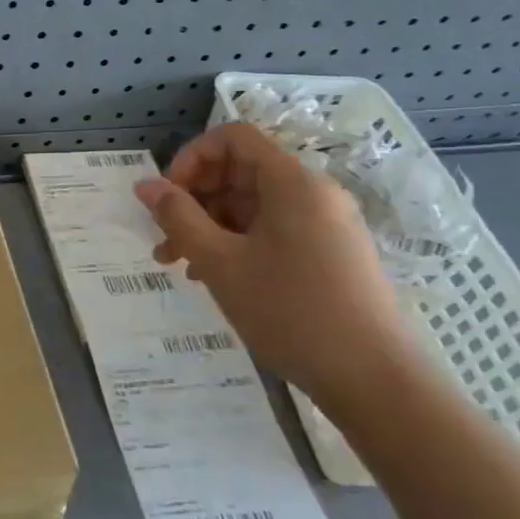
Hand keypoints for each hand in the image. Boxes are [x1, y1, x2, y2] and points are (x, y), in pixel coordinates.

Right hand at [134, 123, 418, 403]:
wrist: (374, 380)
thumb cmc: (290, 312)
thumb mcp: (220, 262)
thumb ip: (177, 217)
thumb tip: (145, 185)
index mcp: (292, 183)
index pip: (232, 138)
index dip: (190, 158)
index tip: (166, 198)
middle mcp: (313, 193)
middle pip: (240, 171)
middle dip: (194, 199)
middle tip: (164, 239)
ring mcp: (325, 224)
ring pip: (252, 206)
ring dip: (209, 226)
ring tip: (179, 265)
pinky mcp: (329, 254)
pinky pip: (272, 231)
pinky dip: (237, 243)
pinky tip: (214, 277)